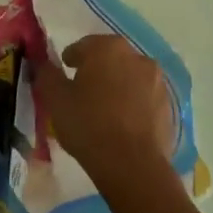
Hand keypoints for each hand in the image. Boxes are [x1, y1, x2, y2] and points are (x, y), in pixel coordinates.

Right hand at [36, 34, 175, 189]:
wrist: (132, 166)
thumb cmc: (88, 124)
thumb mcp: (55, 99)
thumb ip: (46, 74)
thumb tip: (42, 63)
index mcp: (107, 48)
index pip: (82, 47)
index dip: (70, 61)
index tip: (63, 77)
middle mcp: (137, 57)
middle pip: (109, 59)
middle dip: (96, 71)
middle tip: (82, 94)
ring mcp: (157, 82)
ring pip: (129, 78)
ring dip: (117, 87)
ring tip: (104, 112)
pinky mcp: (169, 106)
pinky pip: (144, 99)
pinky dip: (133, 105)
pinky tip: (122, 126)